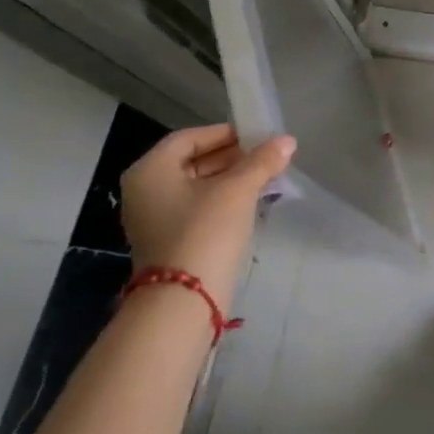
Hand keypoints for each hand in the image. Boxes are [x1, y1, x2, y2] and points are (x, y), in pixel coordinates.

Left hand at [120, 125, 294, 305]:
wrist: (184, 300)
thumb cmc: (205, 232)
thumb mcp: (237, 190)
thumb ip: (262, 161)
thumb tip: (287, 140)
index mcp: (151, 171)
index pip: (189, 138)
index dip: (225, 133)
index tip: (258, 135)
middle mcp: (146, 190)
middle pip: (192, 161)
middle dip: (231, 156)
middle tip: (267, 155)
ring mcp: (155, 218)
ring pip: (197, 186)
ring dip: (231, 178)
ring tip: (267, 175)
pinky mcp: (170, 240)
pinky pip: (198, 208)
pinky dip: (223, 200)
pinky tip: (252, 200)